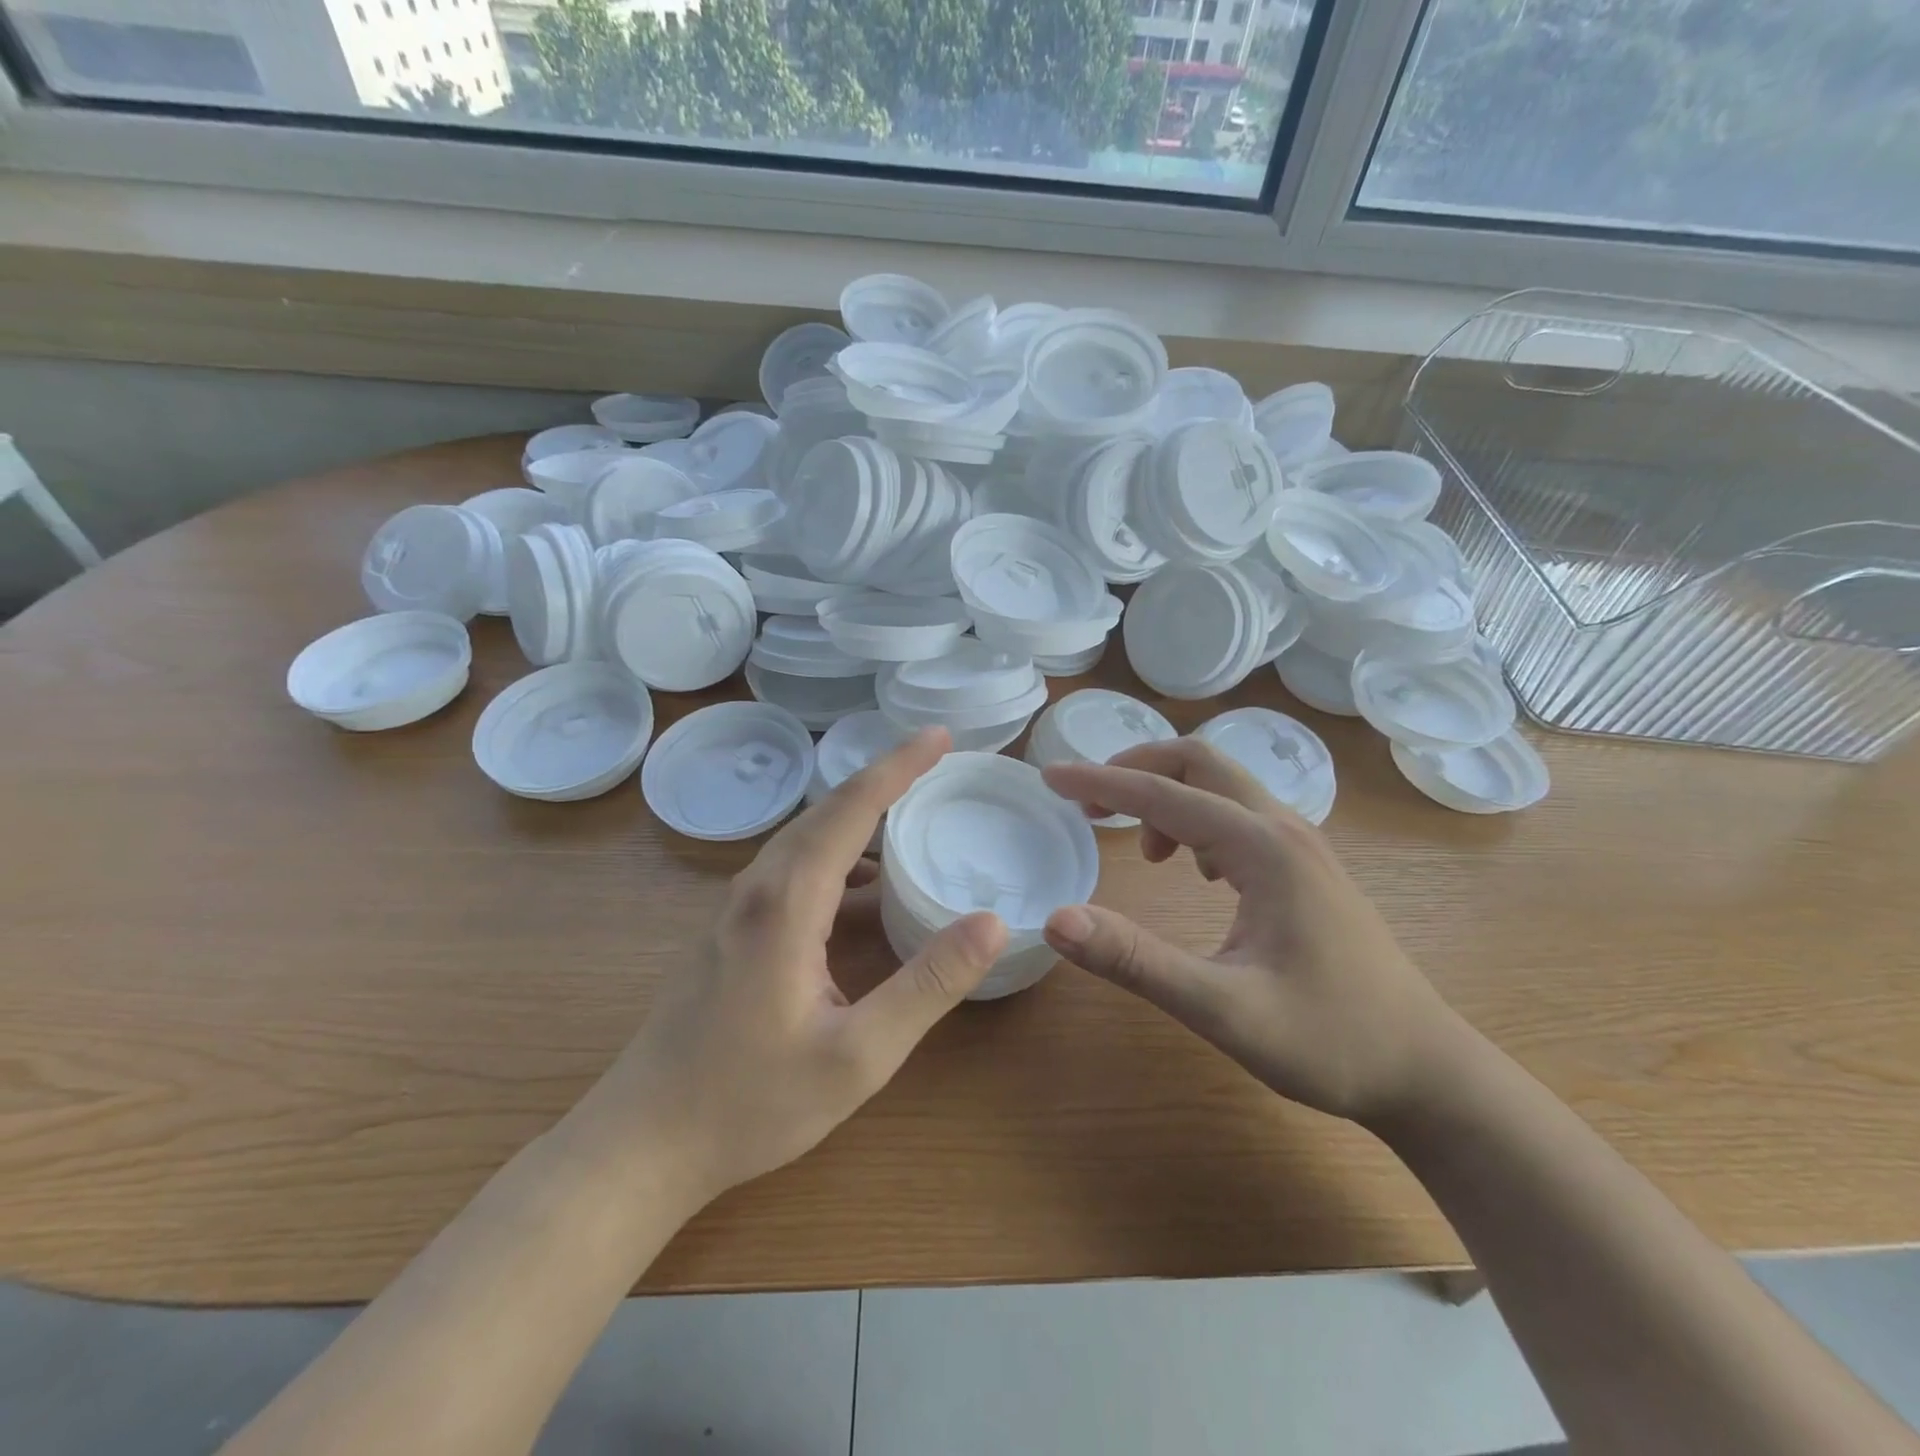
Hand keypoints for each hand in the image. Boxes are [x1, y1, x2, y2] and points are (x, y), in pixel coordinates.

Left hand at [599, 727, 1007, 1203]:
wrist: (642, 1142)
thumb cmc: (750, 1103)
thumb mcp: (858, 1055)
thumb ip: (927, 985)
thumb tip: (990, 922)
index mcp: (787, 902)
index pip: (851, 809)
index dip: (898, 765)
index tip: (939, 736)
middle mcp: (758, 888)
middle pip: (826, 812)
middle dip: (884, 780)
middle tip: (936, 763)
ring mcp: (737, 908)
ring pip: (806, 839)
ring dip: (859, 817)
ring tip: (911, 814)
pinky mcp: (732, 931)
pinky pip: (793, 869)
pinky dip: (838, 856)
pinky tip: (866, 887)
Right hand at [1038, 738, 1459, 1125]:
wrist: (1426, 1071)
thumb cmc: (1330, 1041)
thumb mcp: (1223, 1010)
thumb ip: (1137, 962)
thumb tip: (1057, 919)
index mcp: (1263, 849)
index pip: (1163, 795)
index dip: (1100, 783)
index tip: (1049, 779)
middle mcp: (1284, 829)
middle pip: (1199, 763)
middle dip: (1136, 770)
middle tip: (1088, 803)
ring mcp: (1302, 845)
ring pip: (1221, 786)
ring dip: (1168, 795)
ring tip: (1139, 848)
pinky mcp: (1306, 867)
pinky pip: (1239, 815)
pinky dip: (1196, 820)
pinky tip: (1192, 869)